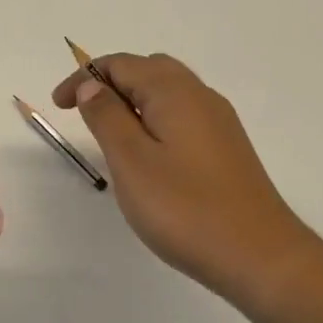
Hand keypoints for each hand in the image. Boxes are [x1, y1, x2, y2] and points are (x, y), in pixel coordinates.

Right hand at [54, 53, 318, 308]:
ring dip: (133, 100)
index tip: (59, 105)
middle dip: (110, 82)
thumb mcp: (130, 160)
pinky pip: (182, 113)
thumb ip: (106, 116)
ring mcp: (218, 121)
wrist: (262, 258)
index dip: (83, 77)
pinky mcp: (227, 147)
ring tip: (110, 132)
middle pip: (147, 69)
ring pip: (167, 91)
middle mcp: (199, 95)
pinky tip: (148, 153)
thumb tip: (92, 85)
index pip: (120, 64)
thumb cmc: (186, 208)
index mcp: (173, 91)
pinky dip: (154, 117)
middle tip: (83, 112)